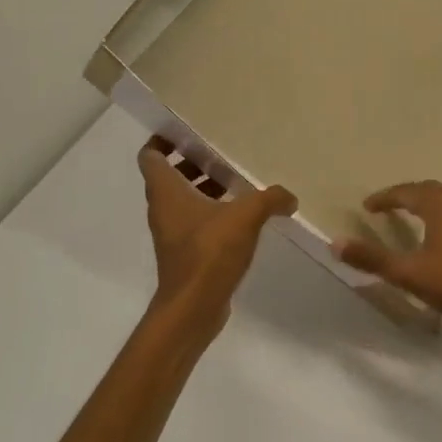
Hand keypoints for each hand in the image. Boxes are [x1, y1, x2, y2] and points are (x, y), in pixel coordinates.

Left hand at [139, 137, 295, 323]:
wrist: (193, 307)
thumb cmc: (209, 252)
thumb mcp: (246, 216)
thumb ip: (270, 199)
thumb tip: (290, 197)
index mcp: (166, 191)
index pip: (151, 156)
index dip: (164, 141)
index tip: (188, 133)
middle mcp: (162, 209)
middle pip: (168, 176)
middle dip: (192, 163)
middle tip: (221, 156)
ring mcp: (171, 233)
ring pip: (182, 201)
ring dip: (203, 189)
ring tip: (236, 184)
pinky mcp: (184, 254)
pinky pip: (194, 223)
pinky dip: (211, 214)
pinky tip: (241, 218)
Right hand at [334, 181, 441, 342]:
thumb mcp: (410, 274)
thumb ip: (372, 259)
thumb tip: (334, 243)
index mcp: (439, 205)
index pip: (406, 192)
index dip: (385, 198)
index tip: (368, 206)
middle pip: (429, 191)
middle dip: (406, 196)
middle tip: (388, 207)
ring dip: (428, 205)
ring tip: (414, 218)